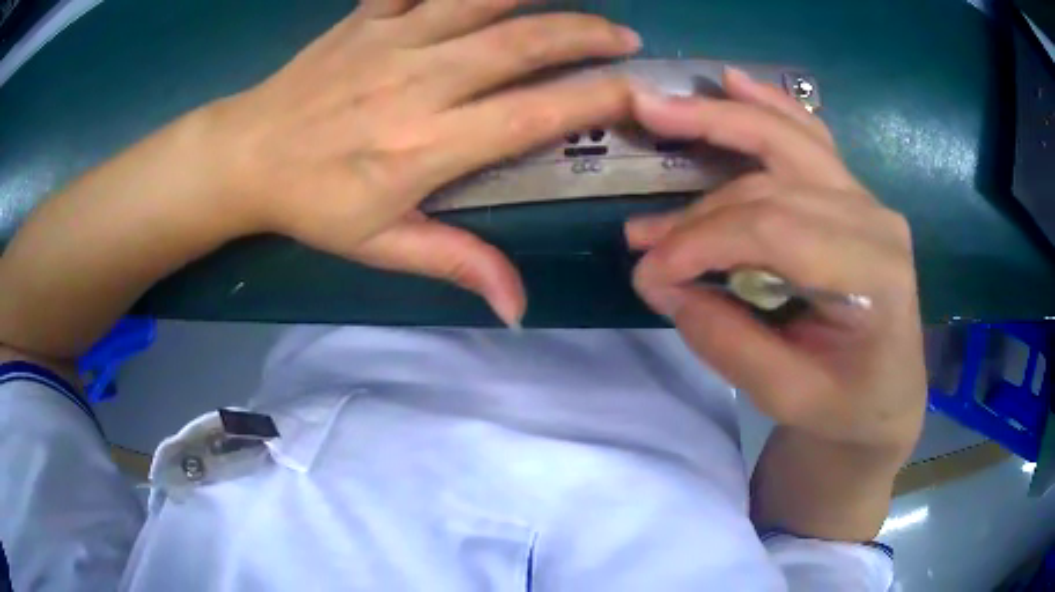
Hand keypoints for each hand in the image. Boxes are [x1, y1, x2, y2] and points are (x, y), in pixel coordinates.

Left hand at [203, 0, 640, 325]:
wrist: (245, 155)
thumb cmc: (312, 204)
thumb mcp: (381, 246)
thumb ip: (455, 264)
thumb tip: (518, 307)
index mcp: (428, 144)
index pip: (534, 115)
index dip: (595, 100)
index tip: (635, 93)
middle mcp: (421, 80)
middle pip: (522, 43)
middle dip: (586, 35)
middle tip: (624, 37)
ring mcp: (392, 38)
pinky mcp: (367, 17)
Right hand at [625, 69, 925, 450]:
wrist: (889, 396)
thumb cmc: (846, 407)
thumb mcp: (786, 398)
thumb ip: (725, 340)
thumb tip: (658, 282)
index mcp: (874, 275)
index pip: (774, 232)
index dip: (701, 243)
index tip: (647, 272)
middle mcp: (875, 220)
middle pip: (772, 185)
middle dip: (698, 206)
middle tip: (639, 225)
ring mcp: (867, 200)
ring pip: (786, 142)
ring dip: (720, 122)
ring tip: (659, 110)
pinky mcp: (854, 196)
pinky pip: (809, 138)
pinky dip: (769, 106)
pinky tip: (734, 83)